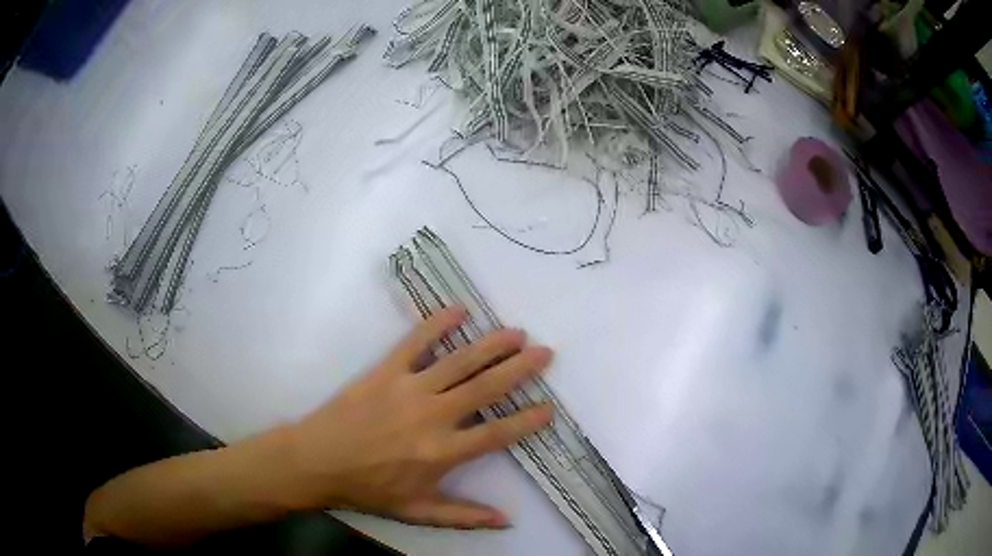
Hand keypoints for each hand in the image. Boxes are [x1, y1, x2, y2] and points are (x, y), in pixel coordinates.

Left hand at [286, 307, 553, 528]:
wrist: (319, 461)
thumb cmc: (369, 488)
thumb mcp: (417, 511)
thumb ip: (463, 516)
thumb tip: (506, 521)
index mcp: (443, 452)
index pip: (497, 433)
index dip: (527, 420)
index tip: (549, 407)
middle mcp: (433, 416)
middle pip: (486, 388)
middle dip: (520, 369)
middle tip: (545, 353)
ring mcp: (409, 389)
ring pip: (459, 361)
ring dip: (491, 345)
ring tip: (516, 332)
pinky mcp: (385, 371)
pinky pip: (415, 342)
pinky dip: (437, 325)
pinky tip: (458, 310)